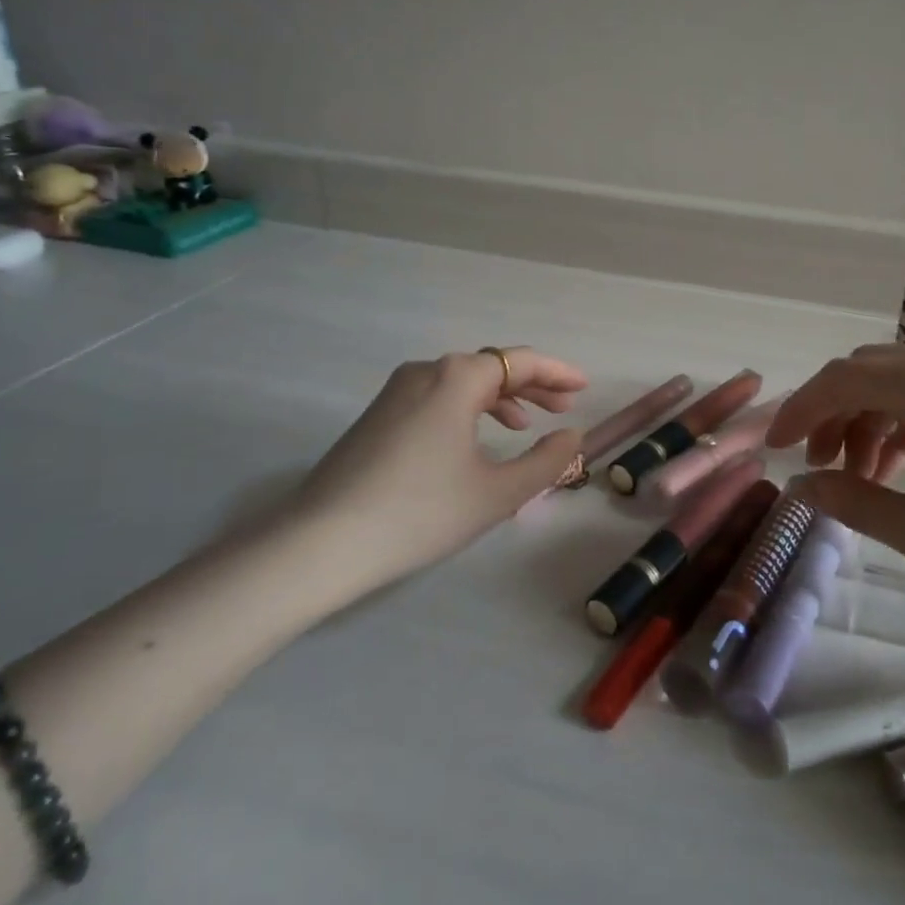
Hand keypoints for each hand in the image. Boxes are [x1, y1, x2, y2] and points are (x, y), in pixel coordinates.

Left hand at [293, 348, 586, 586]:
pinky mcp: (378, 415)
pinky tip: (476, 439)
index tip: (584, 387)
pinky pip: (438, 397)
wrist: (320, 543)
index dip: (557, 372)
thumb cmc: (420, 513)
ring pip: (463, 382)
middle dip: (532, 386)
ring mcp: (396, 391)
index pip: (521, 361)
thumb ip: (546, 461)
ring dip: (501, 398)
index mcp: (457, 378)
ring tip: (525, 426)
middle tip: (563, 409)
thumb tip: (571, 435)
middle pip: (491, 367)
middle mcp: (426, 371)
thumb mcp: (498, 493)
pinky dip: (469, 409)